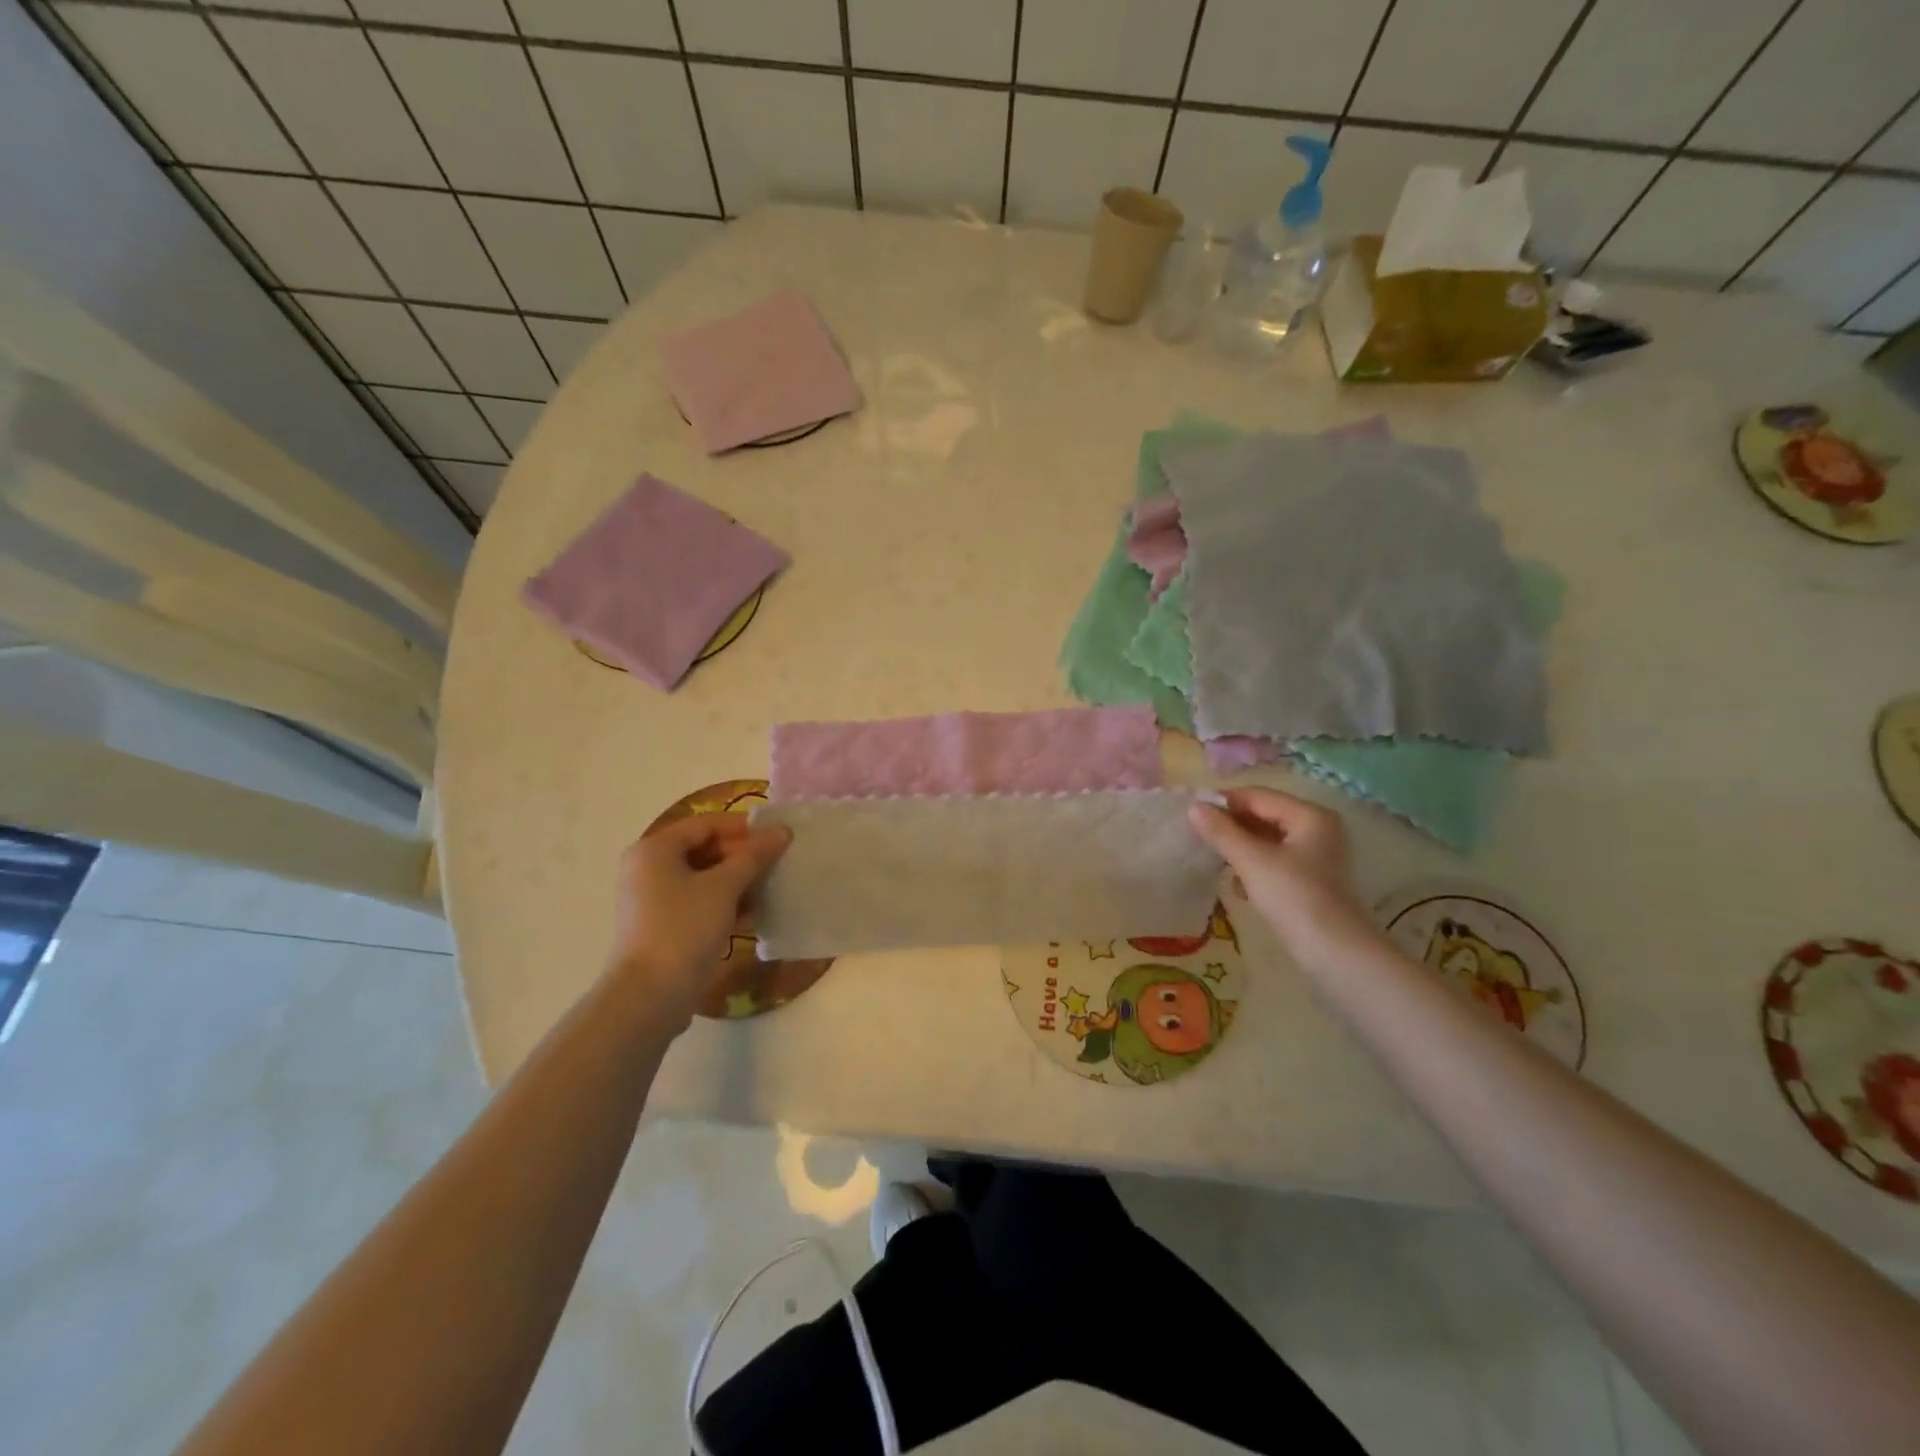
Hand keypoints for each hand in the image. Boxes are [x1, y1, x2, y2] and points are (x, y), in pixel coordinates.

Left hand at [604, 813, 790, 1027]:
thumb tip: (782, 830)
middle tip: (778, 864)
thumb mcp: (724, 887)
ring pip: (704, 879)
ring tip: (772, 888)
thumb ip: (754, 855)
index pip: (706, 825)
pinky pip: (699, 903)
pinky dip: (725, 903)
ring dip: (738, 882)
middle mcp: (648, 869)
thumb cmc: (684, 928)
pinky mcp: (663, 927)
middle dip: (743, 857)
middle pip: (704, 850)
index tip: (777, 838)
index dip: (743, 828)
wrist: (650, 996)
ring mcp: (653, 900)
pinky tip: (755, 913)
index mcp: (655, 850)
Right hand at [1189, 788, 1372, 957]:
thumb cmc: (1294, 897)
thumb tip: (1193, 807)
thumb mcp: (1252, 861)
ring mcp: (1315, 856)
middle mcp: (1317, 829)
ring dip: (1239, 848)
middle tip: (1198, 837)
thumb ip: (1221, 832)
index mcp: (1310, 816)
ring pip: (1267, 840)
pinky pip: (1274, 861)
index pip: (1258, 796)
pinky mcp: (1310, 880)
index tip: (1191, 814)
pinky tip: (1237, 886)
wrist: (1335, 953)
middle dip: (1231, 826)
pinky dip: (1253, 867)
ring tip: (1213, 860)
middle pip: (1264, 816)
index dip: (1223, 802)